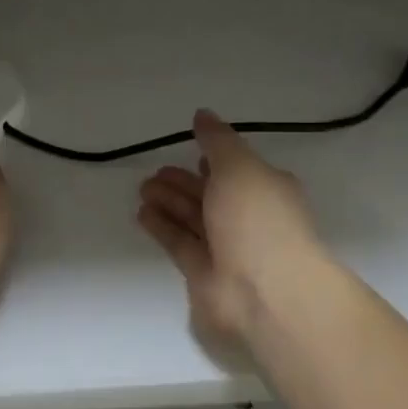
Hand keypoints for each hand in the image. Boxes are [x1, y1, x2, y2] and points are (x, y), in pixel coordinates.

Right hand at [137, 111, 327, 346]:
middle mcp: (248, 218)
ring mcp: (226, 248)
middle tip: (153, 172)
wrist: (266, 294)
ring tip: (142, 188)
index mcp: (266, 190)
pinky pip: (179, 243)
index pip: (237, 170)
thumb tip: (202, 115)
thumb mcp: (239, 167)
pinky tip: (142, 213)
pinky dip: (162, 227)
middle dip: (183, 182)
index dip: (215, 161)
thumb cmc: (259, 220)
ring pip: (193, 219)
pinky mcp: (203, 273)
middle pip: (211, 195)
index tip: (191, 150)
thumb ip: (217, 141)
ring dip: (169, 202)